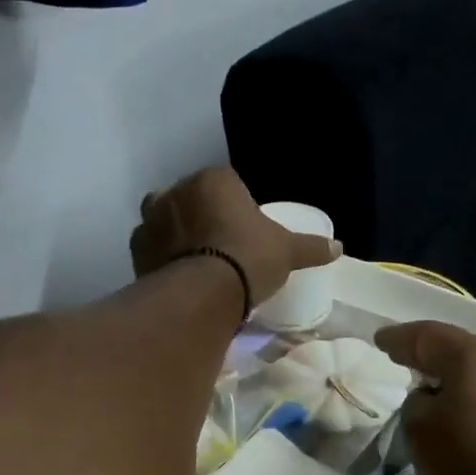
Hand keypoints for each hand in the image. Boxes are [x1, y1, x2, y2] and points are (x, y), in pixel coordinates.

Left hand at [129, 167, 340, 305]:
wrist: (204, 294)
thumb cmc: (250, 259)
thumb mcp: (287, 252)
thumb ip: (310, 247)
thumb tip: (339, 248)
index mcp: (213, 180)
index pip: (225, 182)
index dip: (234, 204)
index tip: (244, 229)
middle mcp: (176, 191)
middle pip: (190, 198)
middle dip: (201, 215)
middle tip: (220, 245)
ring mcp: (151, 219)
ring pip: (165, 220)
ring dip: (176, 234)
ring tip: (196, 260)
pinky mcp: (137, 250)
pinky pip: (151, 248)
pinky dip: (161, 257)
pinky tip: (177, 275)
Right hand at [374, 321, 475, 474]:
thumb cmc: (471, 460)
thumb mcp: (420, 431)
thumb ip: (415, 404)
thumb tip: (430, 400)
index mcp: (473, 355)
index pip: (427, 336)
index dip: (399, 339)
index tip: (379, 340)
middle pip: (459, 350)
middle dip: (430, 355)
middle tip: (404, 359)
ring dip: (454, 380)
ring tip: (431, 390)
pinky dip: (474, 400)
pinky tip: (462, 415)